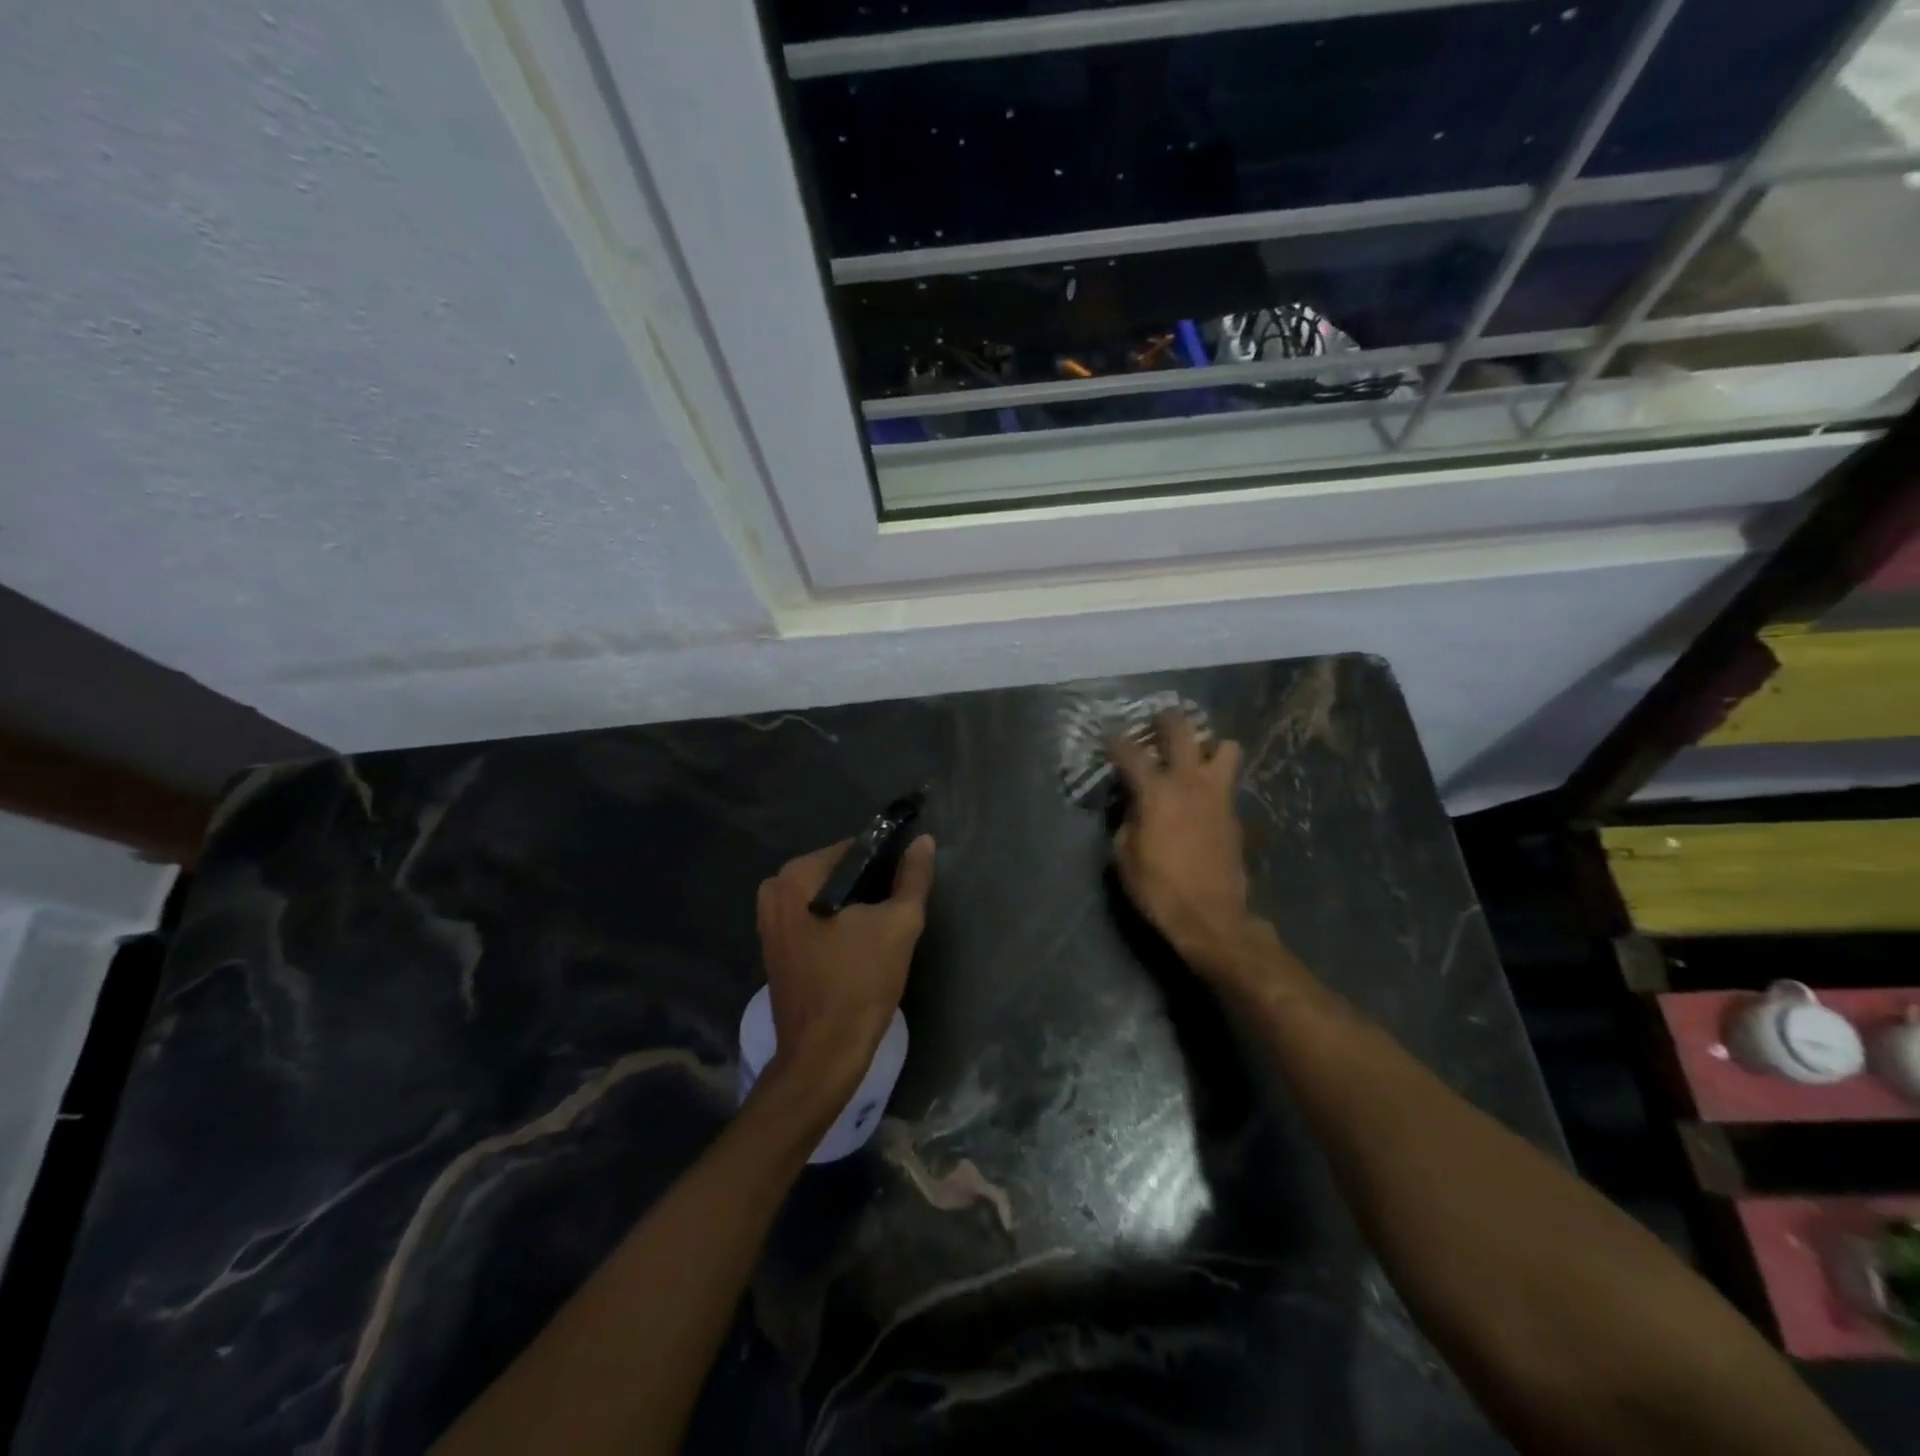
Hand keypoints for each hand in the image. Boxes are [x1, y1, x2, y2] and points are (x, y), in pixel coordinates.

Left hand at [756, 835, 936, 1091]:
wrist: (823, 1053)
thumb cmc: (861, 983)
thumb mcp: (899, 924)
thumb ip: (913, 877)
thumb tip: (924, 841)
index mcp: (798, 875)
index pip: (854, 849)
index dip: (886, 864)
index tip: (905, 887)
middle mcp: (774, 889)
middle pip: (838, 873)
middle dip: (868, 888)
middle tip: (895, 915)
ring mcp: (768, 920)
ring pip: (826, 897)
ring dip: (853, 908)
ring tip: (880, 933)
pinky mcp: (772, 947)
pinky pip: (811, 919)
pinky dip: (835, 926)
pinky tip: (857, 947)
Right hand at [1108, 712, 1258, 973]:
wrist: (1212, 918)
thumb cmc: (1159, 889)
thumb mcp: (1124, 856)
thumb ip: (1126, 820)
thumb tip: (1134, 805)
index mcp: (1156, 792)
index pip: (1131, 752)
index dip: (1115, 741)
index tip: (1107, 737)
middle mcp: (1190, 782)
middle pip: (1182, 731)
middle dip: (1165, 721)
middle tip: (1155, 723)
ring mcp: (1218, 795)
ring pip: (1225, 747)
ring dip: (1207, 745)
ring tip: (1193, 755)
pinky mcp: (1235, 813)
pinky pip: (1228, 779)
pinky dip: (1215, 776)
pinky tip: (1202, 792)